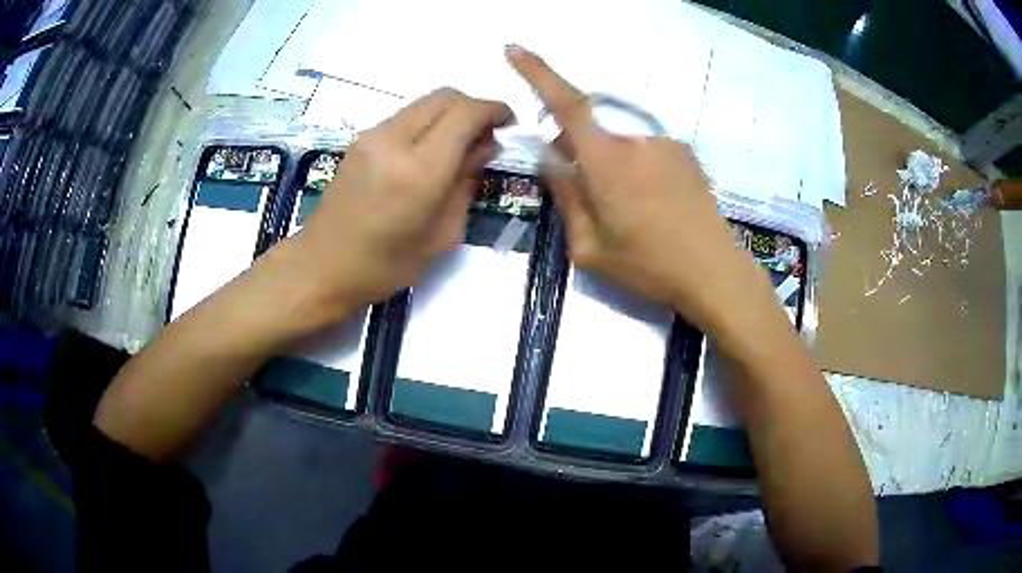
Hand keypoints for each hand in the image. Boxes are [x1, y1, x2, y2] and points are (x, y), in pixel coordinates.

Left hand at [276, 88, 513, 320]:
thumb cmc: (385, 265)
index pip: (466, 113)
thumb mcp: (442, 235)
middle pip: (446, 96)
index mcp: (419, 170)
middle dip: (474, 107)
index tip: (509, 124)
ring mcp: (372, 136)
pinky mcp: (360, 139)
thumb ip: (467, 182)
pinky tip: (429, 152)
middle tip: (486, 136)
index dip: (495, 110)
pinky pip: (405, 116)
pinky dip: (428, 123)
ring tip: (458, 147)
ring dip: (450, 114)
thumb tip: (485, 147)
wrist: (322, 266)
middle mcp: (394, 140)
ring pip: (424, 103)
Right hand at [506, 46, 756, 332]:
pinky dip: (638, 170)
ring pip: (619, 147)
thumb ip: (566, 199)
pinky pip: (646, 152)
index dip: (537, 73)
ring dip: (612, 168)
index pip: (566, 105)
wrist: (716, 274)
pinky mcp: (684, 153)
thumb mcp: (590, 249)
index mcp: (606, 163)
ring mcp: (664, 144)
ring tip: (633, 214)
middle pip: (591, 134)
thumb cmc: (649, 268)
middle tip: (592, 201)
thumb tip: (550, 161)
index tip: (515, 49)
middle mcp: (635, 142)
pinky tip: (656, 207)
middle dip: (578, 156)